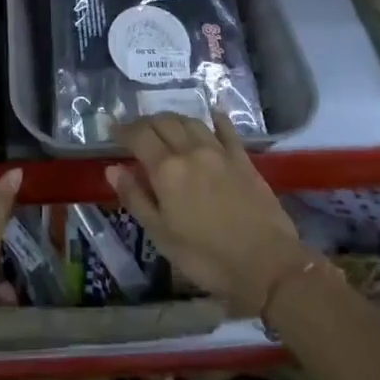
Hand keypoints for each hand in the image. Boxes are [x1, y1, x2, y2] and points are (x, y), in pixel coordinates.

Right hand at [107, 112, 312, 316]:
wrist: (266, 263)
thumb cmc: (206, 257)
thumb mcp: (162, 235)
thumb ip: (136, 198)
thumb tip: (112, 168)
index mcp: (166, 169)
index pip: (139, 136)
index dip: (123, 130)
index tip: (112, 129)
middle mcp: (190, 150)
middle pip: (164, 122)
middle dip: (146, 122)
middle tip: (137, 130)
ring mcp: (219, 151)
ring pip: (191, 121)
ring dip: (174, 119)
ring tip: (167, 126)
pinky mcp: (242, 158)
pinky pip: (226, 129)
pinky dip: (215, 119)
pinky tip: (212, 116)